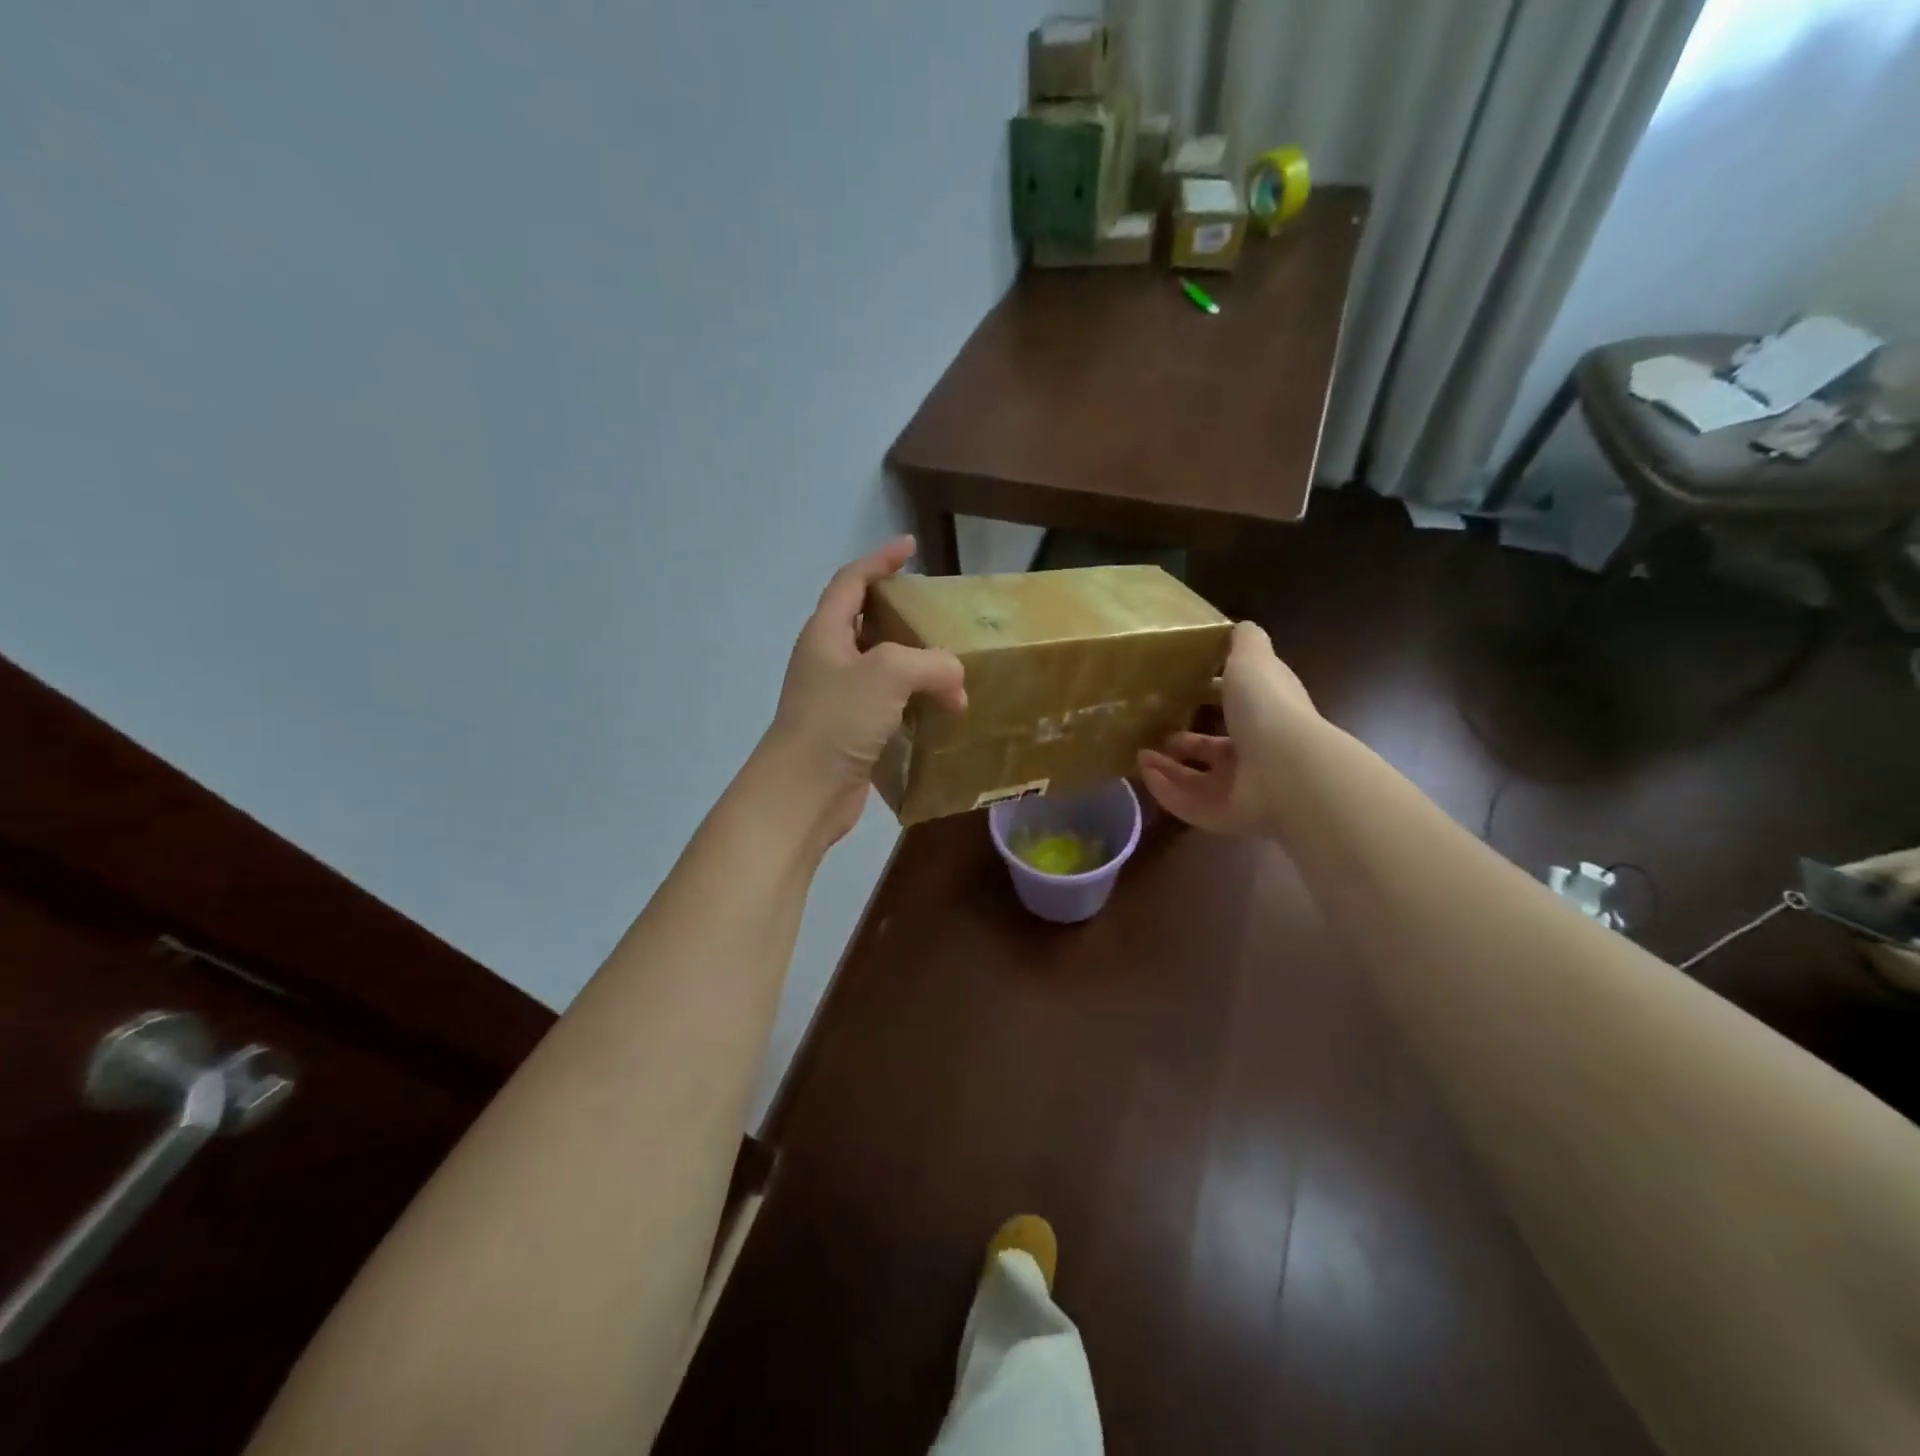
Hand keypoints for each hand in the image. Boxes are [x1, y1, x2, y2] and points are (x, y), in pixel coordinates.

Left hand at [760, 536, 966, 842]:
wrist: (803, 792)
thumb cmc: (837, 721)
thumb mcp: (889, 674)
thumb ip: (932, 663)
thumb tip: (955, 684)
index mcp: (826, 633)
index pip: (851, 581)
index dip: (879, 560)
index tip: (909, 546)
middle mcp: (828, 661)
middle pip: (866, 623)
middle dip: (901, 614)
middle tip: (938, 615)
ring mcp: (837, 699)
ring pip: (881, 669)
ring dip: (914, 666)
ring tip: (951, 668)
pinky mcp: (850, 733)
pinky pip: (887, 706)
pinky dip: (913, 703)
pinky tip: (940, 712)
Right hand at [1137, 621, 1316, 835]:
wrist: (1286, 770)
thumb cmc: (1267, 708)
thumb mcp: (1252, 659)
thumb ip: (1245, 642)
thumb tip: (1238, 626)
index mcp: (1265, 715)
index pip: (1238, 706)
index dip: (1213, 698)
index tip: (1183, 690)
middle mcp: (1256, 753)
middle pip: (1215, 751)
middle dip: (1184, 742)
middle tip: (1154, 730)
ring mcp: (1243, 789)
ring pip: (1198, 780)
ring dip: (1167, 768)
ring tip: (1139, 754)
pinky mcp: (1226, 817)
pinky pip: (1189, 805)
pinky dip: (1166, 791)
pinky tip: (1144, 774)